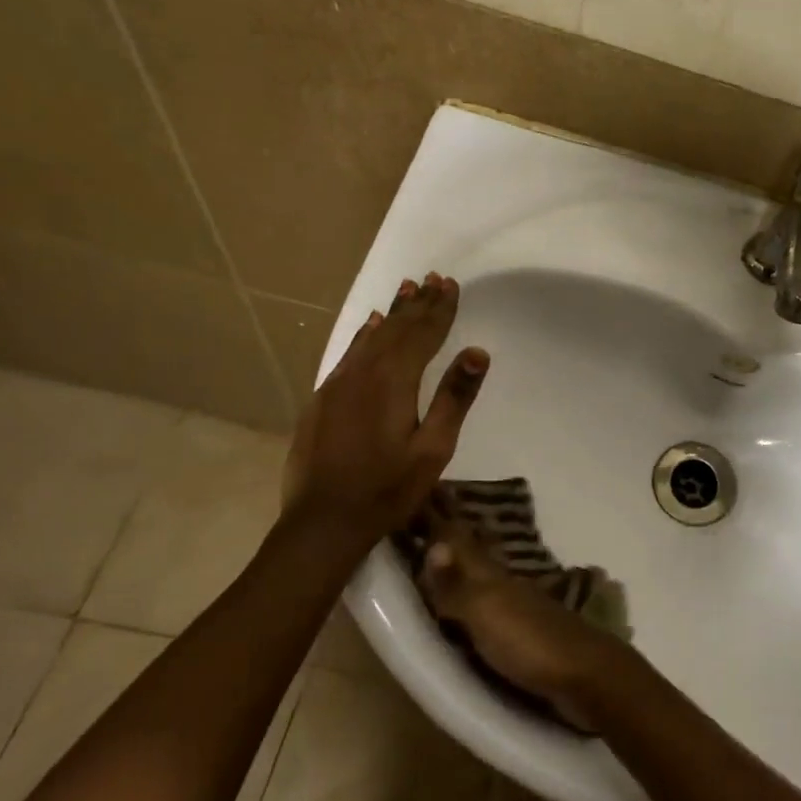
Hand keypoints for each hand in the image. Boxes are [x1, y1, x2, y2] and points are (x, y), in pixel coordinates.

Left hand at [283, 273, 488, 535]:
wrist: (322, 522)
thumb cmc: (387, 489)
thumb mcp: (433, 449)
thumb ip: (454, 398)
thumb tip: (478, 352)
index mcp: (393, 382)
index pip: (422, 334)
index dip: (439, 309)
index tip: (451, 284)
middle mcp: (363, 373)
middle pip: (396, 329)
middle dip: (418, 304)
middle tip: (434, 278)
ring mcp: (337, 385)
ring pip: (370, 337)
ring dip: (392, 313)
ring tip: (407, 290)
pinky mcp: (322, 399)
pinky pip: (350, 353)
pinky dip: (365, 335)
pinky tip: (370, 326)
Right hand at [414, 503, 624, 730]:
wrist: (585, 676)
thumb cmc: (530, 643)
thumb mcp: (487, 613)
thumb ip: (457, 584)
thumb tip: (432, 544)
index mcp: (491, 576)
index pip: (459, 539)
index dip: (441, 517)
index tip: (425, 487)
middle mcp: (504, 582)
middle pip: (475, 549)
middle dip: (454, 529)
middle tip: (436, 504)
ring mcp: (518, 605)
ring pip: (485, 571)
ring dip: (467, 557)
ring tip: (450, 545)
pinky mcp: (525, 631)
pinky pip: (494, 598)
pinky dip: (480, 587)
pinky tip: (480, 593)